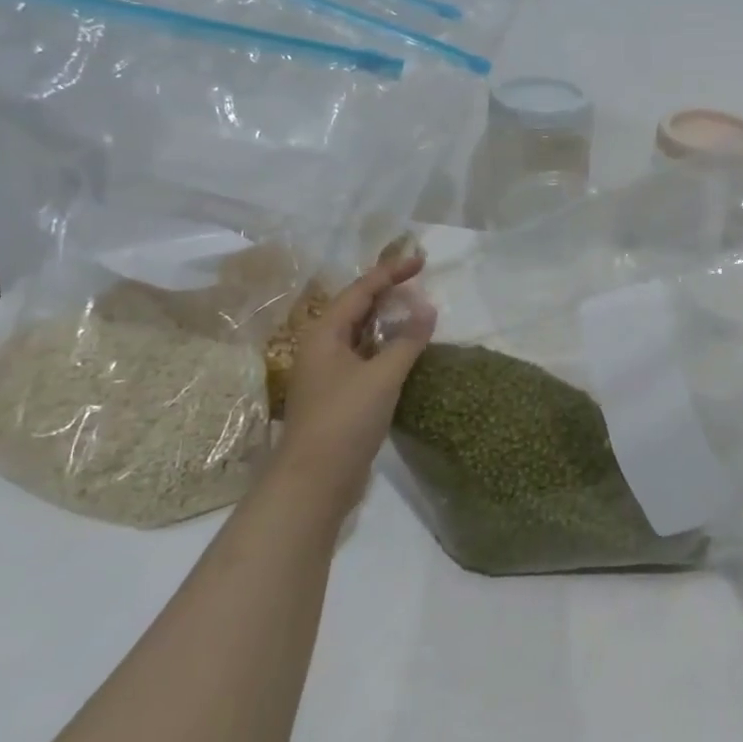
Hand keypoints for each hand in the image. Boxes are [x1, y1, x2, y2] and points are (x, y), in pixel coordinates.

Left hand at [279, 254, 435, 480]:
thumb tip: (428, 308)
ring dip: (387, 319)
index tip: (421, 261)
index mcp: (325, 334)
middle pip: (356, 308)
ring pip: (360, 334)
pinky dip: (386, 346)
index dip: (391, 272)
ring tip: (416, 310)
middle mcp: (322, 348)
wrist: (314, 481)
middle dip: (387, 292)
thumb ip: (407, 340)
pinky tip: (405, 351)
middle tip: (419, 281)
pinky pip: (364, 356)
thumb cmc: (345, 419)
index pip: (360, 290)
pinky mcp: (338, 395)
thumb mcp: (383, 376)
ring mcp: (328, 373)